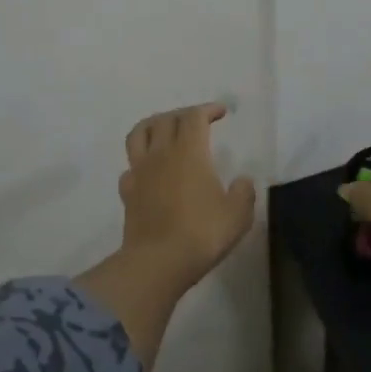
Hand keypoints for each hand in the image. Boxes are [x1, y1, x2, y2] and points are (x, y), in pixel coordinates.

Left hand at [116, 102, 256, 287]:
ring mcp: (140, 172)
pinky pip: (130, 166)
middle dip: (183, 114)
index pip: (195, 117)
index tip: (221, 112)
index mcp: (190, 152)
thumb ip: (243, 192)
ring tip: (164, 129)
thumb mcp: (238, 215)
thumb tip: (242, 181)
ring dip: (153, 124)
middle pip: (167, 119)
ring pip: (139, 134)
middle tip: (197, 120)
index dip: (208, 109)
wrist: (158, 262)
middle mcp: (161, 154)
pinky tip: (149, 170)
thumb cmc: (202, 233)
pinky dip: (140, 161)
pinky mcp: (127, 192)